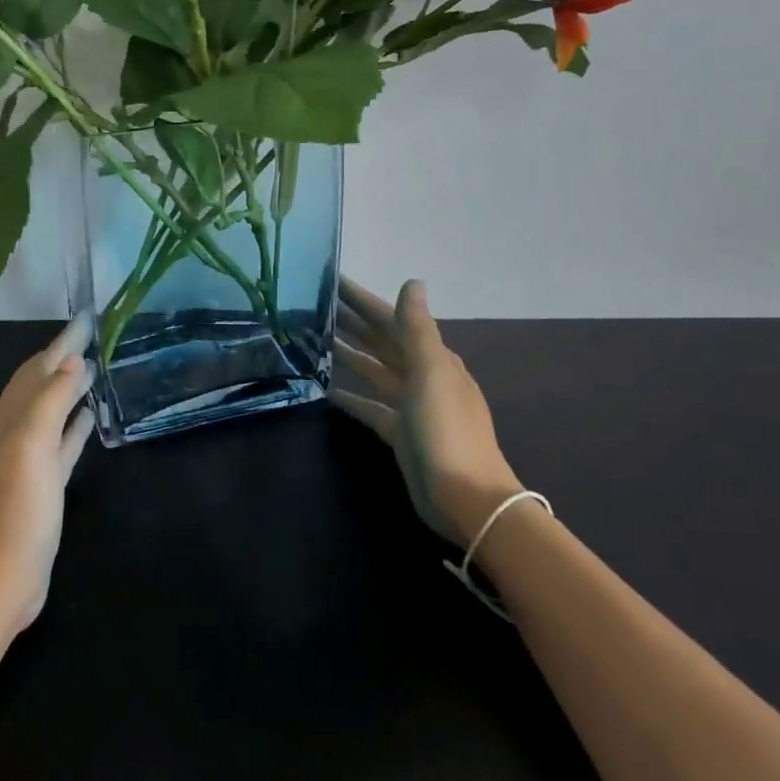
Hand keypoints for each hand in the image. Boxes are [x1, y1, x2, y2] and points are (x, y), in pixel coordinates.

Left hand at [0, 317, 94, 644]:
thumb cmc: (14, 511)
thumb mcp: (31, 448)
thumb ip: (51, 401)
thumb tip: (72, 361)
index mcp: (5, 417)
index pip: (38, 367)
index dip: (62, 342)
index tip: (88, 318)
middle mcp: (11, 431)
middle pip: (41, 384)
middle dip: (64, 358)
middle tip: (94, 334)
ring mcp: (25, 459)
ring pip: (50, 410)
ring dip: (70, 388)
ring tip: (95, 367)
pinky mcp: (40, 485)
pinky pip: (60, 443)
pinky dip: (73, 425)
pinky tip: (90, 418)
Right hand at [331, 277, 521, 546]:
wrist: (466, 499)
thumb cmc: (447, 430)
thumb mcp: (431, 372)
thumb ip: (417, 328)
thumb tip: (412, 282)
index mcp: (432, 358)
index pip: (392, 319)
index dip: (364, 300)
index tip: (333, 281)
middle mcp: (422, 376)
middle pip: (381, 341)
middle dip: (352, 322)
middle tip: (313, 305)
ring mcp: (411, 406)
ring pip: (374, 371)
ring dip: (349, 354)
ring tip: (313, 339)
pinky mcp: (399, 434)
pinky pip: (370, 407)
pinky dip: (350, 396)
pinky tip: (326, 390)